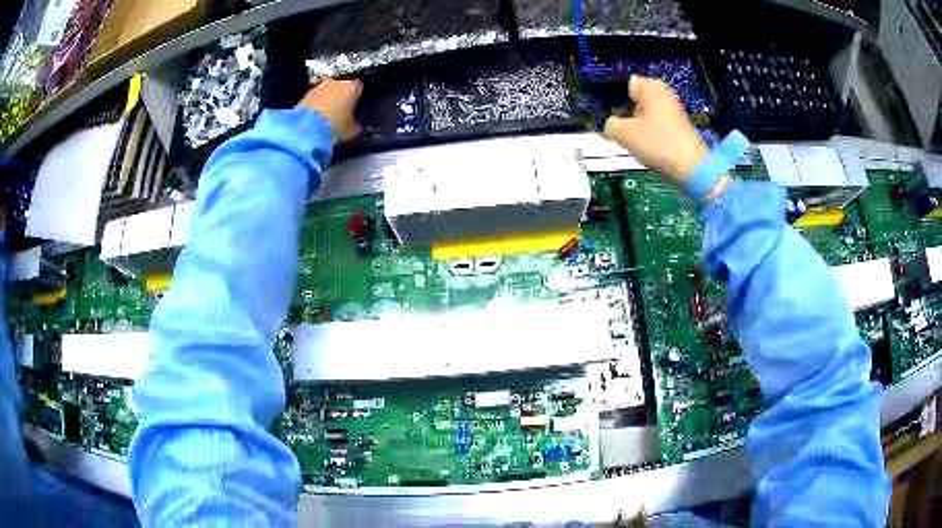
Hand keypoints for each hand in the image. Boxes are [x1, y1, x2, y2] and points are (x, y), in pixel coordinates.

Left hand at [297, 79, 363, 141]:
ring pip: (328, 91)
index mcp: (352, 87)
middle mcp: (337, 82)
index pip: (360, 87)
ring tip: (327, 116)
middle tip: (341, 112)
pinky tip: (316, 117)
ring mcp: (320, 86)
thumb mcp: (351, 131)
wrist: (305, 129)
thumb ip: (357, 125)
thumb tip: (357, 125)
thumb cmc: (334, 127)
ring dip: (328, 99)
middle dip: (342, 97)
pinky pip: (316, 97)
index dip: (358, 97)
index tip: (356, 108)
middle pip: (343, 86)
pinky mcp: (306, 93)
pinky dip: (317, 104)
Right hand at [602, 76, 709, 185]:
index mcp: (651, 87)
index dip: (613, 99)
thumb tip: (610, 126)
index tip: (605, 115)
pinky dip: (646, 135)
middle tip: (614, 130)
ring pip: (643, 115)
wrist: (691, 169)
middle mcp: (663, 94)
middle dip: (623, 114)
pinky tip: (642, 147)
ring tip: (627, 141)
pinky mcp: (676, 128)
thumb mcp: (624, 133)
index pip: (624, 85)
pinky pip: (653, 126)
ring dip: (633, 126)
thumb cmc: (657, 143)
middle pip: (633, 101)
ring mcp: (672, 111)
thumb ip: (609, 124)